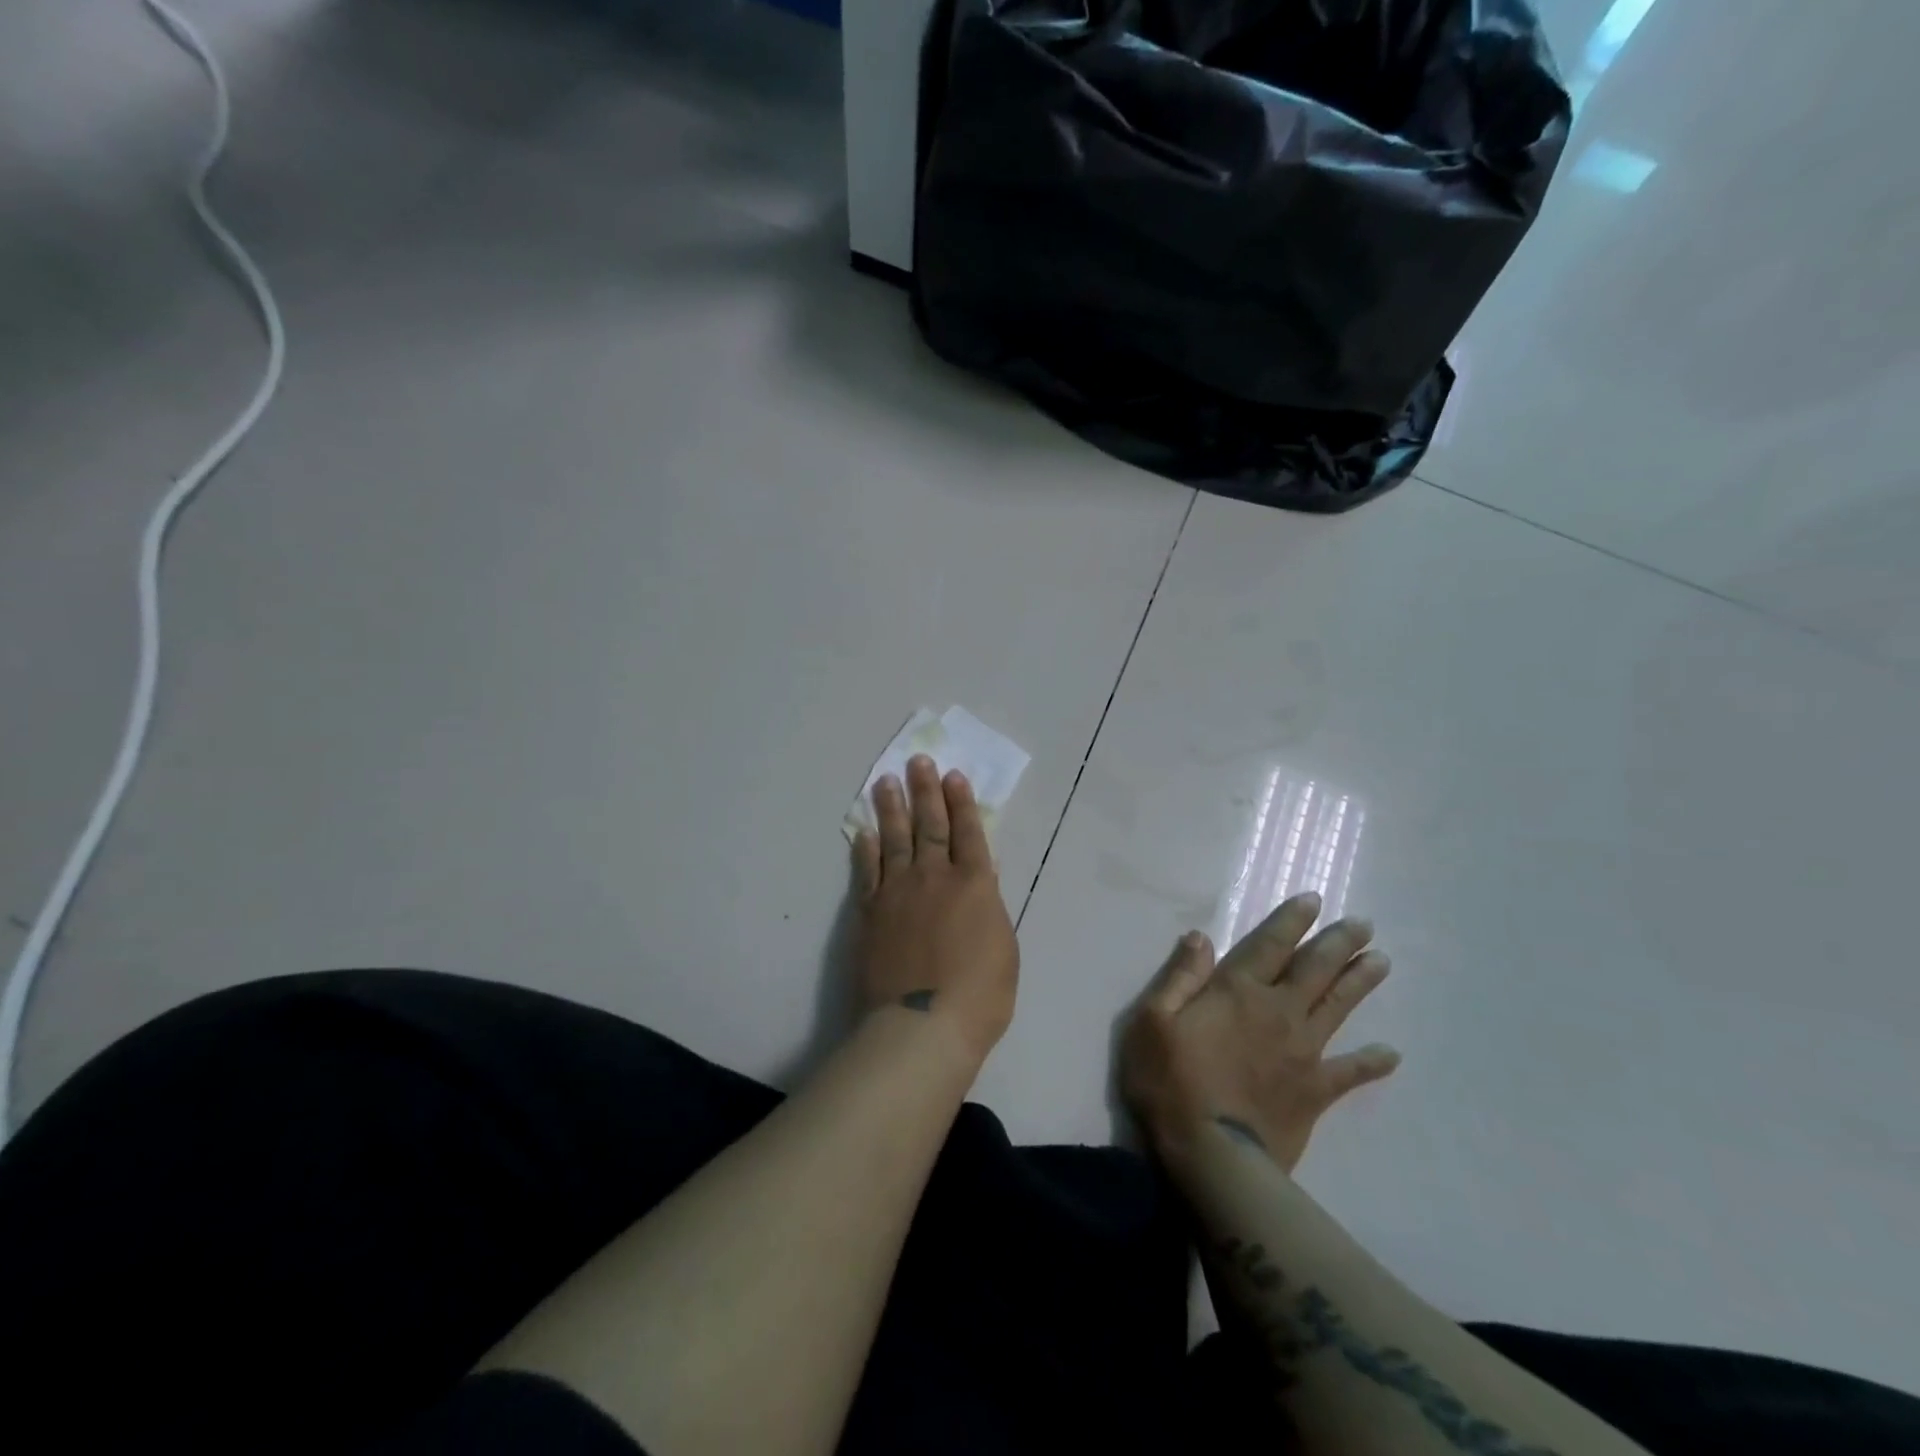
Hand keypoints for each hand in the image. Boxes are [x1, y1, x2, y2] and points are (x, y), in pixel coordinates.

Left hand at [852, 756, 1018, 1064]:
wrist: (921, 1025)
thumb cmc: (979, 996)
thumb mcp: (1004, 950)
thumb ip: (989, 910)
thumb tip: (979, 884)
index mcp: (974, 885)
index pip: (969, 832)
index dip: (962, 802)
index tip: (953, 775)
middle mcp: (935, 877)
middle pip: (930, 825)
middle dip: (925, 791)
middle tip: (918, 761)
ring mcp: (898, 892)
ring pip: (895, 839)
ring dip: (891, 808)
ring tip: (885, 781)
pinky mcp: (870, 912)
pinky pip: (867, 872)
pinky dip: (865, 849)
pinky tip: (863, 832)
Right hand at [1120, 893, 1398, 1172]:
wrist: (1211, 1154)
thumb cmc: (1170, 1080)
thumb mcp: (1153, 1020)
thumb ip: (1180, 976)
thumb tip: (1200, 937)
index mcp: (1238, 991)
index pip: (1270, 944)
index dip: (1291, 920)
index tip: (1314, 899)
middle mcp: (1278, 1011)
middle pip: (1314, 969)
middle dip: (1338, 943)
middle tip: (1363, 923)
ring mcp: (1303, 1051)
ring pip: (1337, 1007)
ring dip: (1360, 982)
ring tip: (1381, 961)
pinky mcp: (1316, 1090)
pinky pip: (1349, 1072)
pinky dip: (1371, 1062)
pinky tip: (1391, 1054)